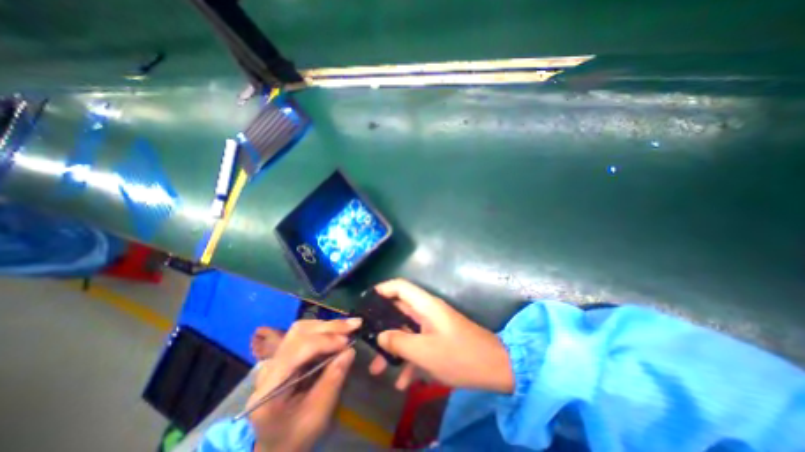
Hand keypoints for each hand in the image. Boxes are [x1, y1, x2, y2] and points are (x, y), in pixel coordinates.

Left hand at [246, 317, 357, 451]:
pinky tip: (339, 332)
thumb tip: (350, 350)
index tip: (347, 342)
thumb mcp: (317, 415)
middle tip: (354, 325)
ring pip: (302, 329)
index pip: (296, 351)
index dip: (324, 341)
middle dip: (329, 327)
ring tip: (349, 326)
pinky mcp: (285, 355)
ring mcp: (275, 359)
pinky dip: (324, 331)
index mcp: (269, 389)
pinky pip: (305, 334)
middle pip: (298, 333)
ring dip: (328, 326)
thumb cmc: (296, 435)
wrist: (276, 444)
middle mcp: (269, 367)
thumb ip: (333, 381)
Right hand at [367, 281, 510, 392]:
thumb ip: (399, 342)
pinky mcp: (438, 339)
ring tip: (379, 370)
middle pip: (399, 311)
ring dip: (394, 348)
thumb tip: (381, 336)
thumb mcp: (425, 352)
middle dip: (382, 327)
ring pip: (406, 331)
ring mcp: (433, 326)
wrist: (495, 369)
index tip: (366, 302)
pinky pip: (418, 345)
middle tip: (367, 342)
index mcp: (425, 305)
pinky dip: (409, 360)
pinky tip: (403, 384)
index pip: (400, 286)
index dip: (382, 289)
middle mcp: (427, 311)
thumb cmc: (459, 355)